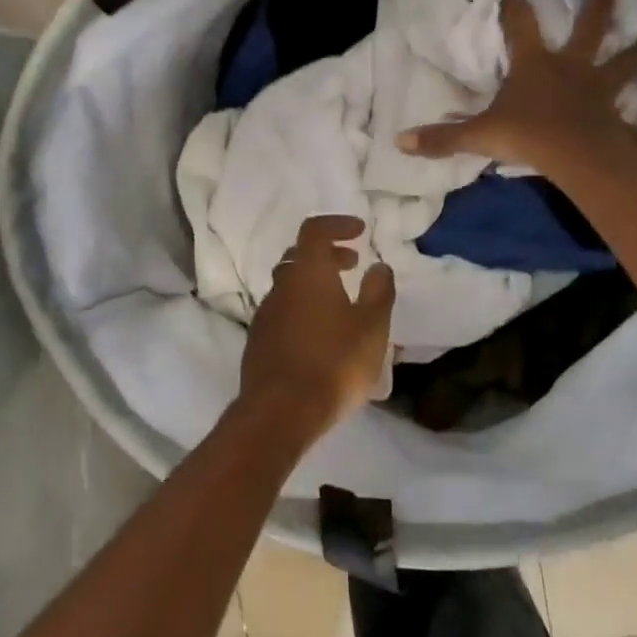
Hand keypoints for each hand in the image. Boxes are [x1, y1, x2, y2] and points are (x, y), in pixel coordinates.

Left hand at [235, 214, 394, 446]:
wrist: (280, 411)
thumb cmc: (333, 363)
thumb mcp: (371, 327)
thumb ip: (378, 291)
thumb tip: (378, 266)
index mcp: (307, 273)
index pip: (315, 230)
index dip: (337, 225)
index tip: (360, 232)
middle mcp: (281, 286)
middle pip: (299, 256)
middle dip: (327, 255)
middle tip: (352, 265)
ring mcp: (265, 314)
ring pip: (289, 285)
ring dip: (314, 284)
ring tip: (341, 303)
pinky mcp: (258, 341)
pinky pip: (283, 312)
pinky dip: (302, 309)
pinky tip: (320, 334)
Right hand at [397, 0, 636, 176]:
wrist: (577, 155)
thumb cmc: (527, 135)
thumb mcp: (479, 136)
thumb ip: (443, 138)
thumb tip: (400, 141)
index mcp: (535, 65)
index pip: (521, 25)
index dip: (515, 4)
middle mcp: (571, 68)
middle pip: (588, 31)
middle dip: (597, 10)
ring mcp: (599, 90)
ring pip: (624, 61)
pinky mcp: (618, 114)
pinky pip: (633, 109)